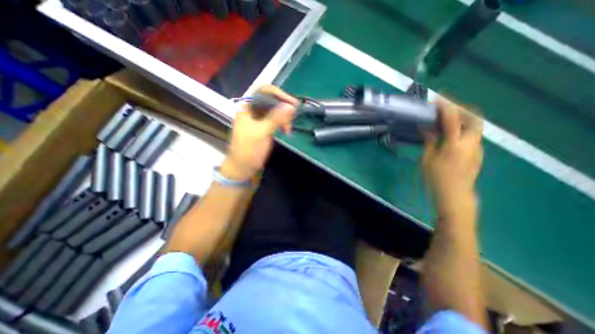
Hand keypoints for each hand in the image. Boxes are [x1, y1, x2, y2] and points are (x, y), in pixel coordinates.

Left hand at [221, 85, 297, 180]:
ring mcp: (257, 119)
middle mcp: (252, 110)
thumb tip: (291, 106)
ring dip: (284, 117)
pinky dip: (281, 123)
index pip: (264, 91)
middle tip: (292, 118)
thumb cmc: (249, 150)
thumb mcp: (262, 133)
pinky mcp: (262, 127)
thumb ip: (275, 118)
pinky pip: (274, 120)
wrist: (242, 168)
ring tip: (288, 129)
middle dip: (283, 107)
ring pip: (274, 111)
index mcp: (247, 107)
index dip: (279, 94)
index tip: (293, 104)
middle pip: (271, 100)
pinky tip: (285, 130)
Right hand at [422, 98, 481, 203]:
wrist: (455, 195)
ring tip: (446, 120)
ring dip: (462, 119)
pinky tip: (450, 136)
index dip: (445, 106)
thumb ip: (430, 141)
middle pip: (474, 118)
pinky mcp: (477, 153)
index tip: (437, 99)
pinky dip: (462, 130)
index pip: (452, 118)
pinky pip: (472, 136)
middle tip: (446, 108)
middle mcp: (471, 142)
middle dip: (461, 109)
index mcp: (455, 144)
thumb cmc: (437, 177)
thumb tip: (427, 128)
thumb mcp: (428, 158)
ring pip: (474, 126)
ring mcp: (477, 148)